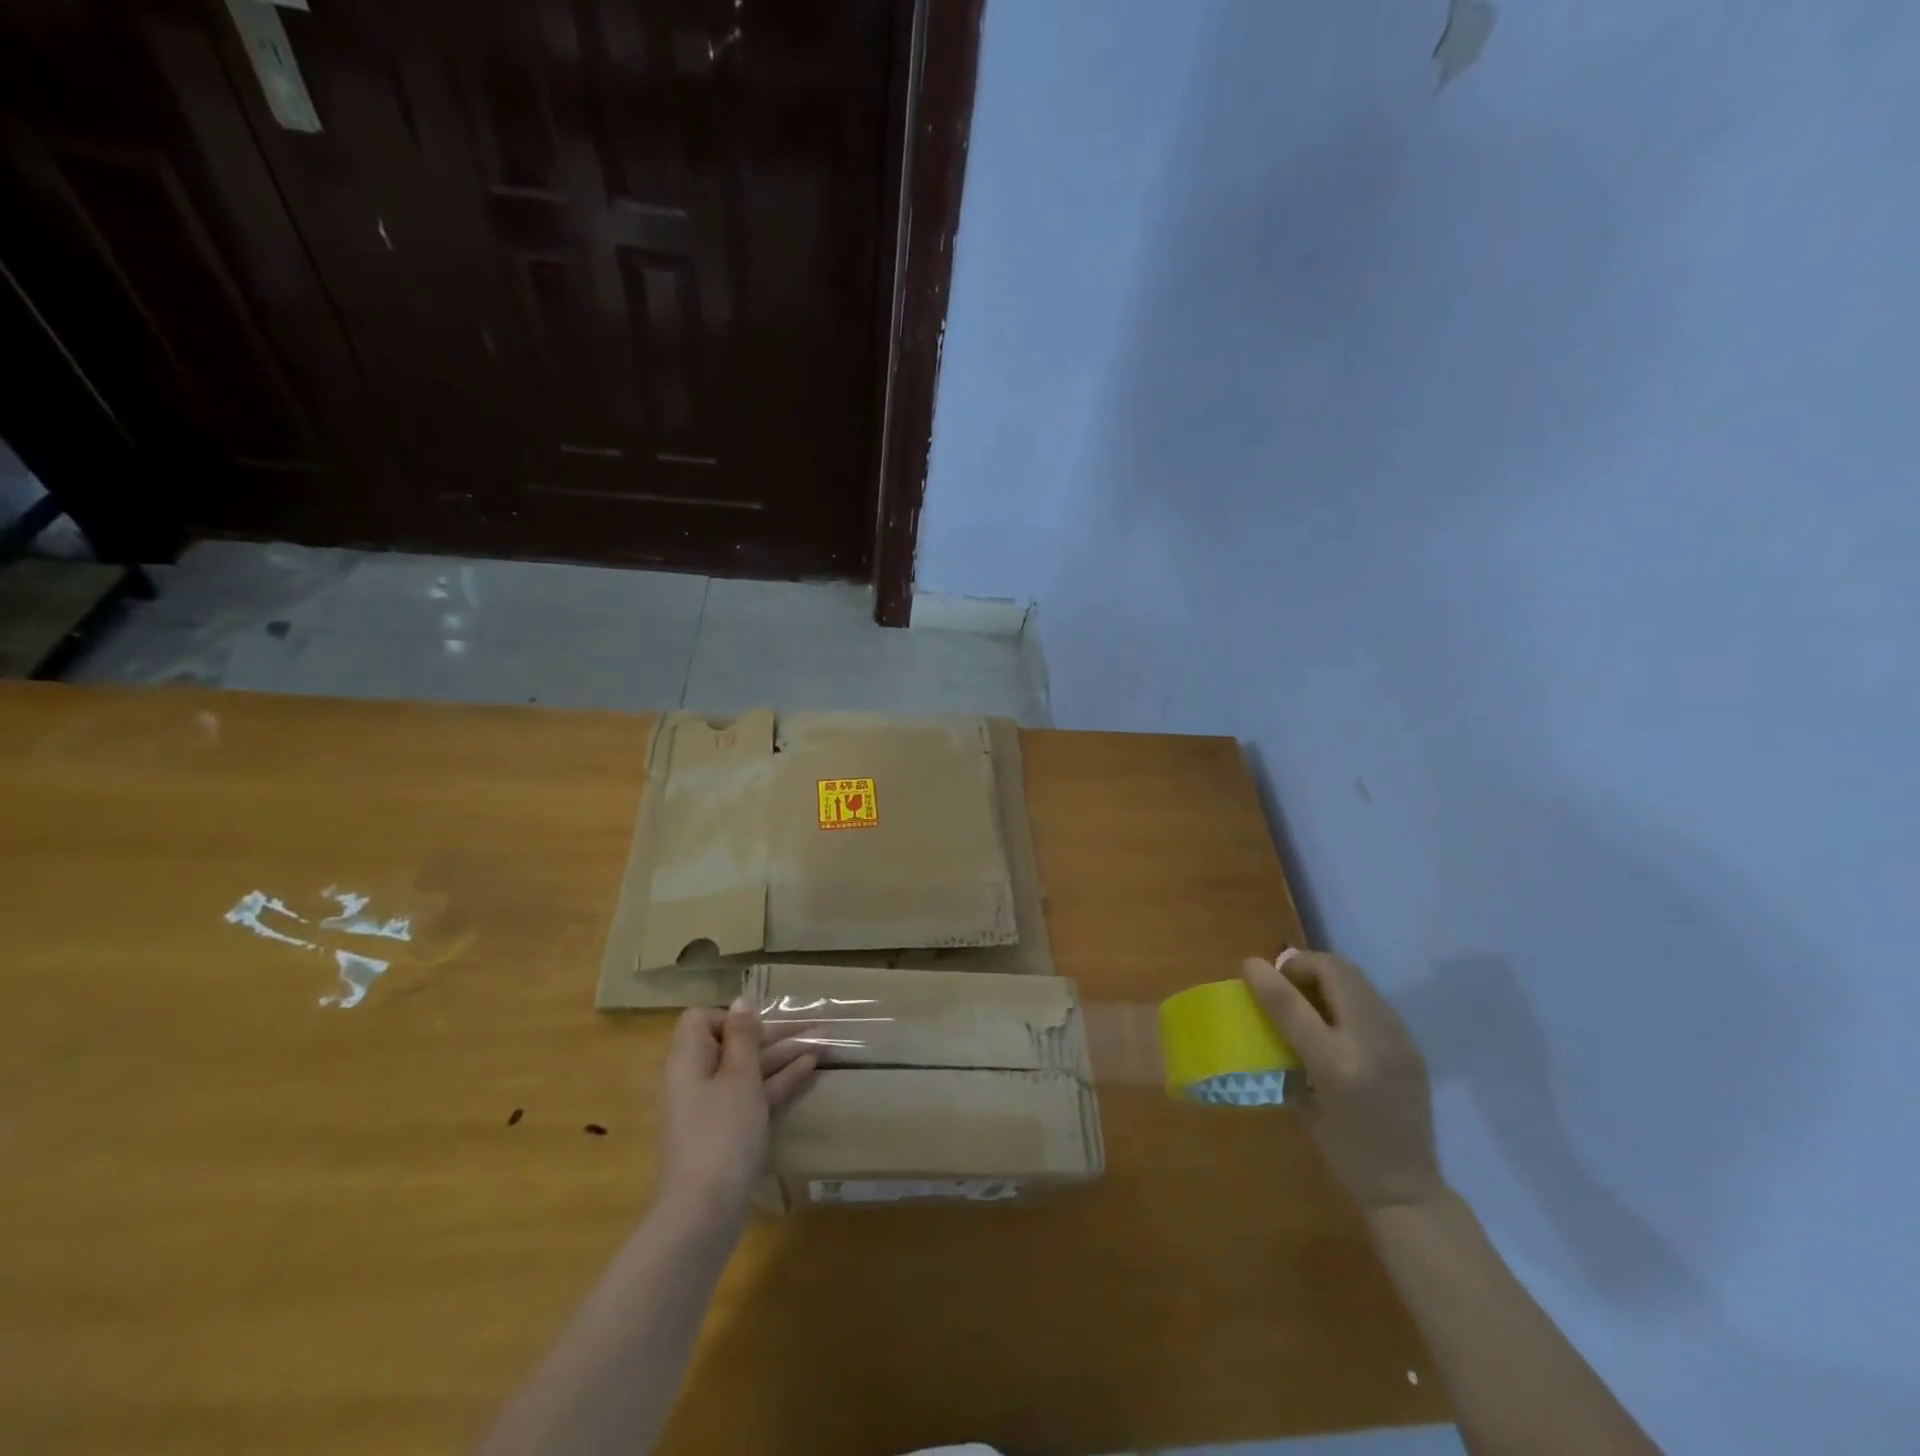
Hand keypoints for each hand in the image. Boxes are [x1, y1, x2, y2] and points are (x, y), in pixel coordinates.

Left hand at [657, 999, 817, 1220]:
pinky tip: (811, 1068)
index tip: (761, 1025)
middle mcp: (696, 1079)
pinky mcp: (727, 1133)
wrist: (704, 1211)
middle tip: (815, 1024)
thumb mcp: (738, 1076)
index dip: (732, 1018)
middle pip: (734, 1045)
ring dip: (784, 1055)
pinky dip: (779, 1081)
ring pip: (749, 1070)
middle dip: (774, 1033)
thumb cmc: (721, 1131)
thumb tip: (741, 1001)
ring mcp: (712, 1108)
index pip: (702, 1021)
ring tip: (825, 1040)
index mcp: (688, 1059)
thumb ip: (743, 1036)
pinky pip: (754, 1095)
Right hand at [1243, 949, 1444, 1213]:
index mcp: (1337, 1067)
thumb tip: (1265, 1009)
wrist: (1407, 1187)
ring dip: (1325, 974)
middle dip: (1302, 964)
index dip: (1266, 977)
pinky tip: (1335, 1016)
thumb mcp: (1301, 1103)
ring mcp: (1397, 1040)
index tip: (1248, 965)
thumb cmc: (1342, 1152)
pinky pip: (1372, 998)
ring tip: (1306, 992)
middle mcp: (1371, 1044)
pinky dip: (1346, 992)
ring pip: (1357, 978)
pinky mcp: (1411, 1043)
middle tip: (1282, 979)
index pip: (1293, 1005)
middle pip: (1335, 972)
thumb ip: (1285, 1050)